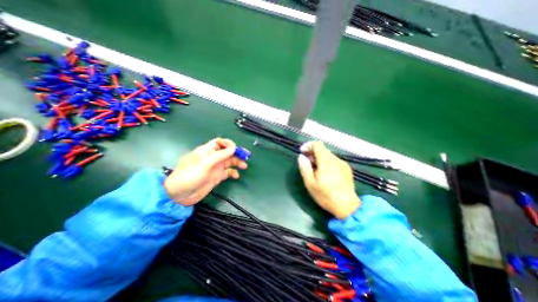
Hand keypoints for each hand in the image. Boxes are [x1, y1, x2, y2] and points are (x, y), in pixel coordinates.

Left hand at [164, 138, 247, 205]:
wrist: (180, 195)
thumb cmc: (190, 175)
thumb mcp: (204, 163)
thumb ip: (219, 155)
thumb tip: (233, 148)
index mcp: (207, 151)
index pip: (219, 142)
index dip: (228, 143)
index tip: (235, 149)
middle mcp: (212, 158)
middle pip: (227, 152)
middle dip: (236, 153)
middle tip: (246, 156)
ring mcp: (215, 167)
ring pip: (229, 162)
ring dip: (237, 162)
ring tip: (244, 166)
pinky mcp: (217, 177)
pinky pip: (228, 172)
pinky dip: (233, 173)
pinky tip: (236, 176)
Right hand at [298, 142, 360, 218]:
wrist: (348, 207)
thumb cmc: (326, 196)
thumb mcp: (310, 184)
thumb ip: (305, 168)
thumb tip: (301, 156)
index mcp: (326, 162)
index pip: (318, 145)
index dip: (308, 145)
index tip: (303, 152)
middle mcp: (336, 160)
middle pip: (323, 149)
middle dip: (313, 153)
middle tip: (307, 162)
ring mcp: (343, 164)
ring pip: (328, 155)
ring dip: (319, 158)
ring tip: (315, 169)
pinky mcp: (347, 169)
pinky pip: (334, 161)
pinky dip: (327, 162)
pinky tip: (325, 173)